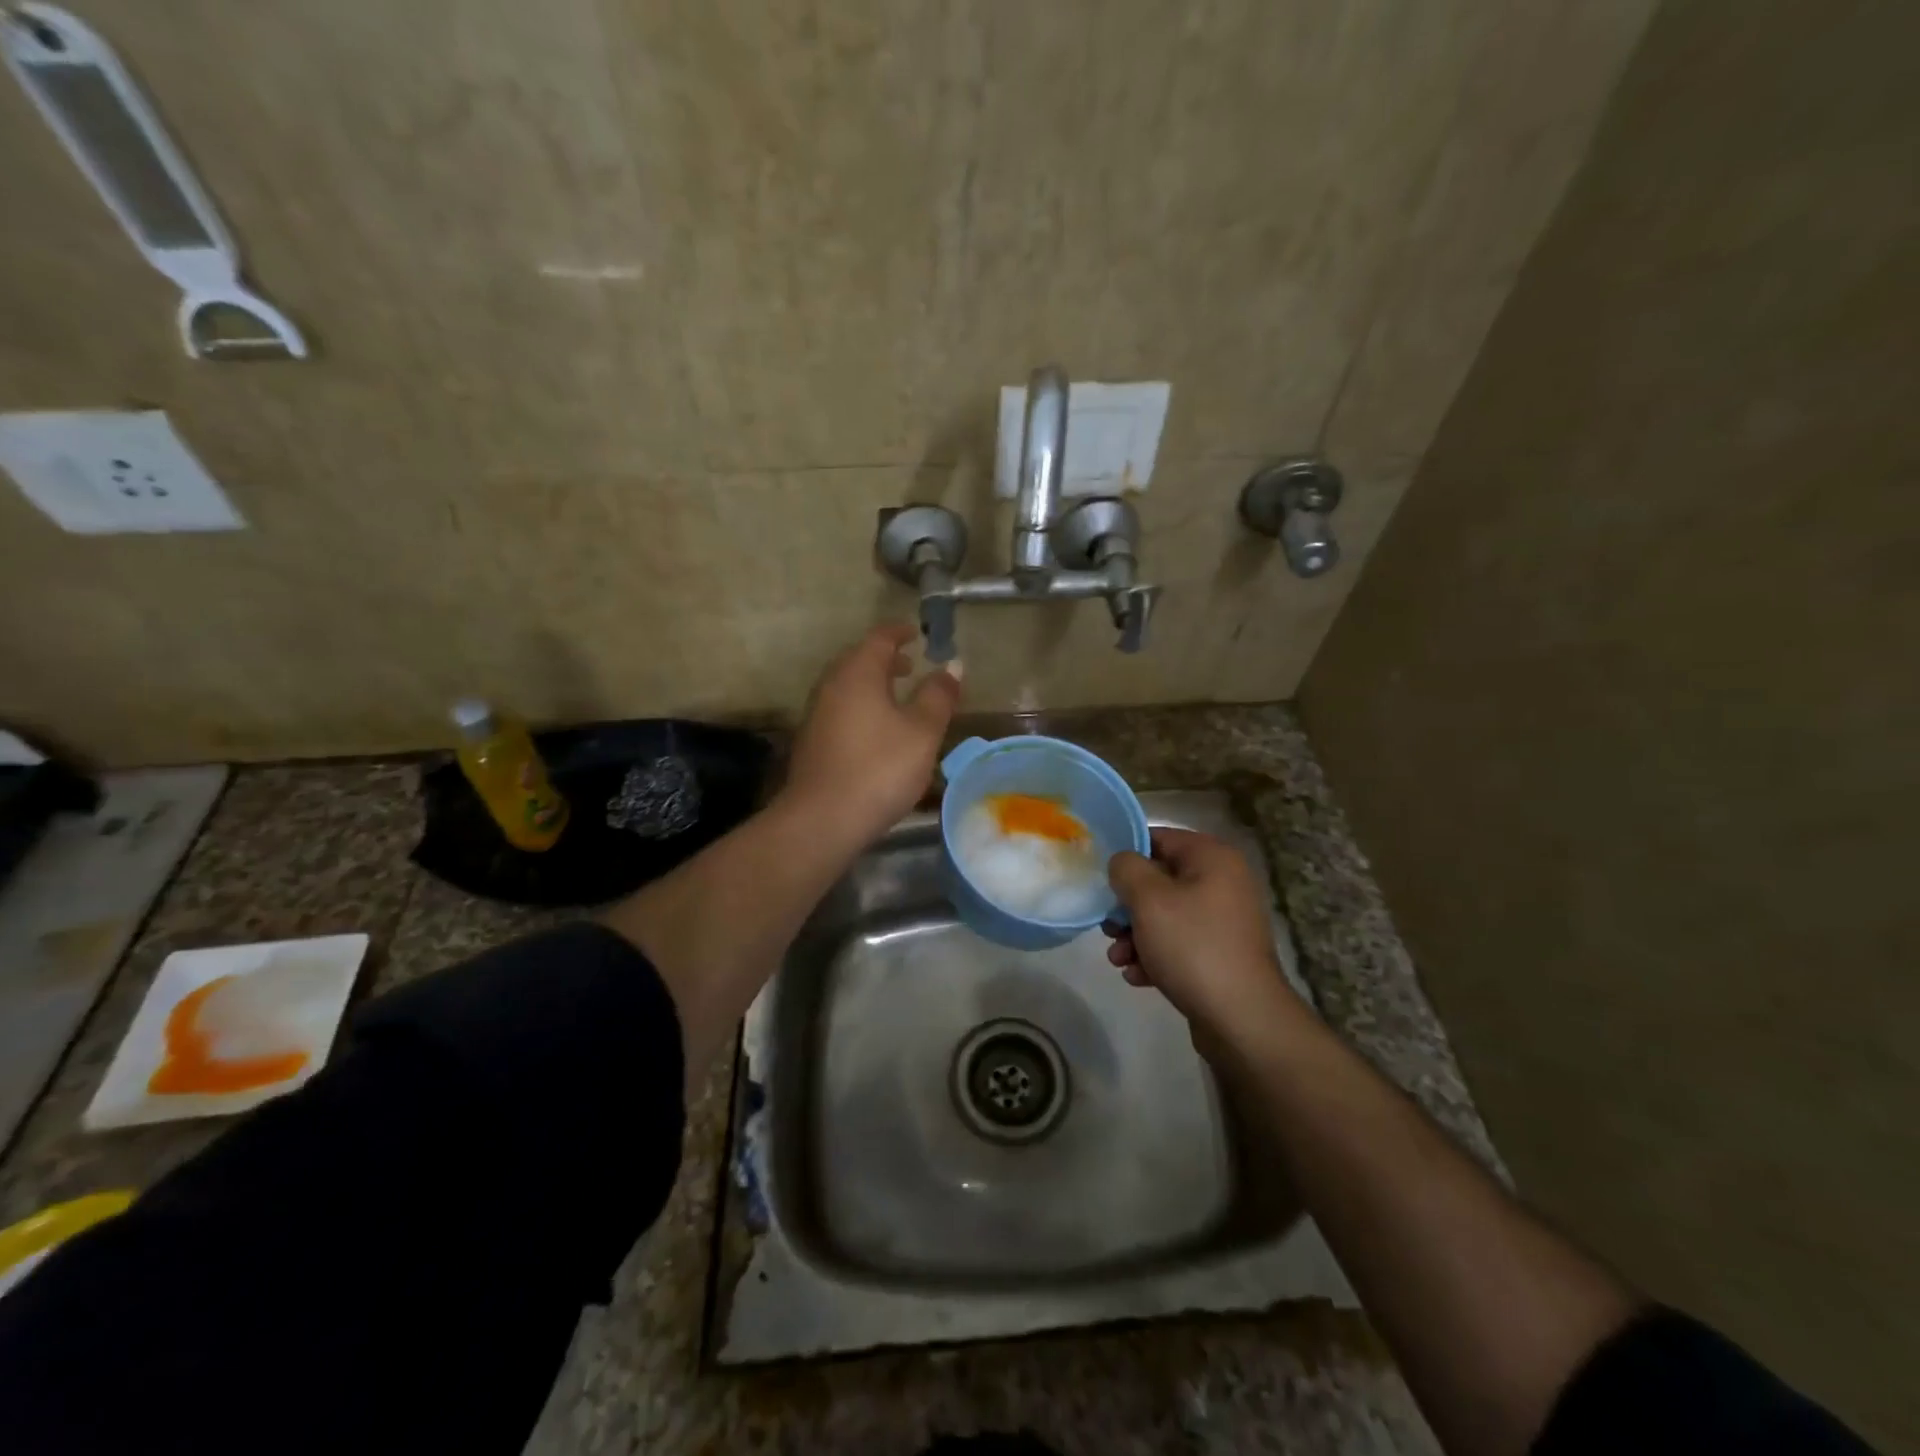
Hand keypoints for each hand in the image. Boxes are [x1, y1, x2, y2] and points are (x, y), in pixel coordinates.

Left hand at [782, 623, 961, 846]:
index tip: (917, 634)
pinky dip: (861, 705)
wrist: (823, 819)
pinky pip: (840, 707)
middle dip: (885, 658)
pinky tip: (876, 729)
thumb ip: (938, 695)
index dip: (900, 633)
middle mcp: (831, 685)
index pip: (880, 639)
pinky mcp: (812, 740)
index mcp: (858, 673)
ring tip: (897, 697)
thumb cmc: (880, 768)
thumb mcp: (922, 732)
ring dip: (872, 683)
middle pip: (858, 659)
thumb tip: (953, 664)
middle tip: (911, 665)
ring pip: (847, 685)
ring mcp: (817, 713)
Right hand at [1104, 828, 1301, 1043]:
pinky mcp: (1220, 954)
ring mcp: (1223, 920)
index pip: (1158, 838)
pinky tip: (1138, 976)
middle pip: (1159, 880)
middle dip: (1127, 906)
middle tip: (1107, 927)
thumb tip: (1122, 863)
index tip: (1101, 879)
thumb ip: (1126, 869)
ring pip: (1165, 915)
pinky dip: (1155, 955)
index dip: (1125, 855)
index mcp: (1212, 858)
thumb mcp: (1148, 899)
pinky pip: (1178, 943)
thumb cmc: (1193, 946)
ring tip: (1119, 959)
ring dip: (1135, 934)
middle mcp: (1223, 882)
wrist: (1242, 1019)